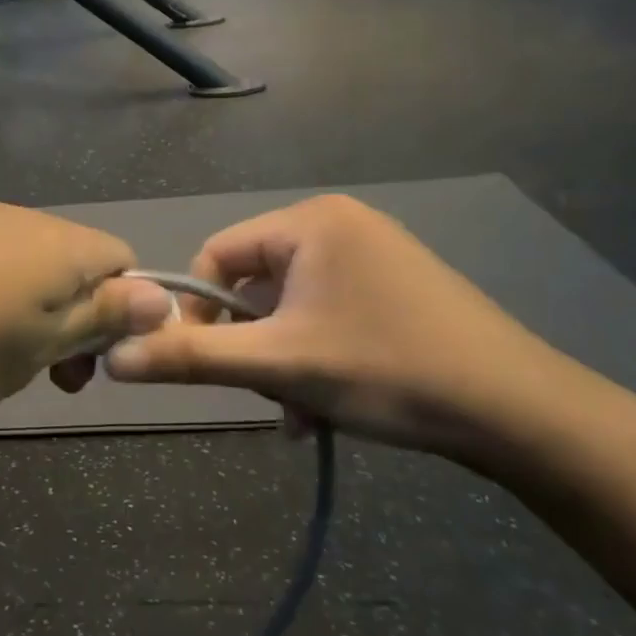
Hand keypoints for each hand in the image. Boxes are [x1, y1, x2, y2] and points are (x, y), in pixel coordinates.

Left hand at [0, 204, 171, 421]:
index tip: (89, 363)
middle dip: (75, 320)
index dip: (123, 313)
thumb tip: (162, 296)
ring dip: (30, 313)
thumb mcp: (33, 349)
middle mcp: (21, 221)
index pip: (124, 262)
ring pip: (27, 266)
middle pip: (76, 264)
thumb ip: (98, 318)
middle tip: (45, 377)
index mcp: (59, 246)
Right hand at [103, 196, 593, 458]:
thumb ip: (191, 358)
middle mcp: (340, 225)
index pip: (218, 255)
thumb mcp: (280, 366)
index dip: (198, 312)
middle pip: (255, 286)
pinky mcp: (397, 287)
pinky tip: (328, 405)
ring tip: (302, 411)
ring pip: (291, 309)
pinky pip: (328, 315)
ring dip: (283, 361)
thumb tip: (113, 358)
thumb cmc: (388, 370)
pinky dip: (316, 357)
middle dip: (252, 346)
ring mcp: (373, 255)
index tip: (205, 365)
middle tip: (269, 394)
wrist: (522, 413)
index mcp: (310, 221)